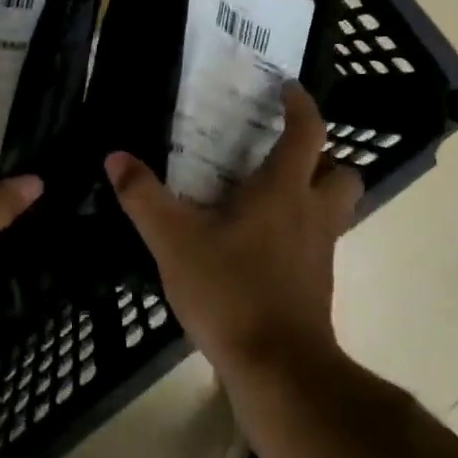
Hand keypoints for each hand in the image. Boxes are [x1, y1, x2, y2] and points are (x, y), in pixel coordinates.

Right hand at [104, 84, 363, 386]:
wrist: (278, 369)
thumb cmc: (230, 291)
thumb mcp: (174, 241)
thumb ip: (144, 197)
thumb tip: (115, 157)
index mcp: (284, 191)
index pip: (308, 132)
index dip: (301, 104)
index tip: (287, 88)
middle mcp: (312, 214)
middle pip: (341, 172)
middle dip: (322, 157)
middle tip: (284, 154)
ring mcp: (321, 252)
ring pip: (335, 209)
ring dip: (315, 194)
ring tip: (271, 196)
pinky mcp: (317, 284)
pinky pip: (318, 242)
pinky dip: (299, 231)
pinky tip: (260, 245)